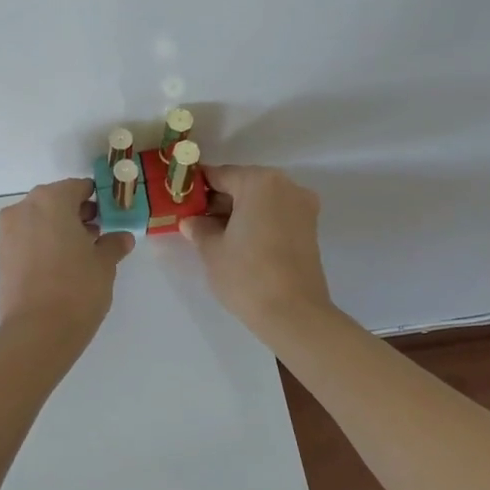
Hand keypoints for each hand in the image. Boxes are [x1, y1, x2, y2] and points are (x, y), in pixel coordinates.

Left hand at [0, 178, 134, 335]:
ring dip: (58, 230)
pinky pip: (27, 240)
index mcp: (51, 200)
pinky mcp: (1, 256)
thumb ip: (113, 244)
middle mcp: (24, 208)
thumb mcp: (104, 263)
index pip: (78, 187)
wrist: (36, 332)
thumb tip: (121, 238)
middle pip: (55, 202)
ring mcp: (8, 232)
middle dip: (76, 215)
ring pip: (39, 221)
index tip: (111, 216)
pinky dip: (43, 245)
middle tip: (98, 235)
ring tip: (81, 254)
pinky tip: (61, 267)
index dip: (97, 200)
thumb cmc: (76, 288)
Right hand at [180, 165, 334, 339]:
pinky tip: (236, 242)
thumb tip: (191, 221)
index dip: (196, 187)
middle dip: (218, 200)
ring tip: (212, 235)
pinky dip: (256, 223)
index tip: (179, 200)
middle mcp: (286, 186)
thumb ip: (198, 228)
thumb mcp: (211, 249)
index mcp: (260, 182)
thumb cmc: (246, 274)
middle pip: (243, 185)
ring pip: (260, 201)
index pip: (220, 175)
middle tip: (193, 220)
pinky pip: (275, 216)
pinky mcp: (309, 229)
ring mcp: (302, 207)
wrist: (293, 314)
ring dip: (237, 212)